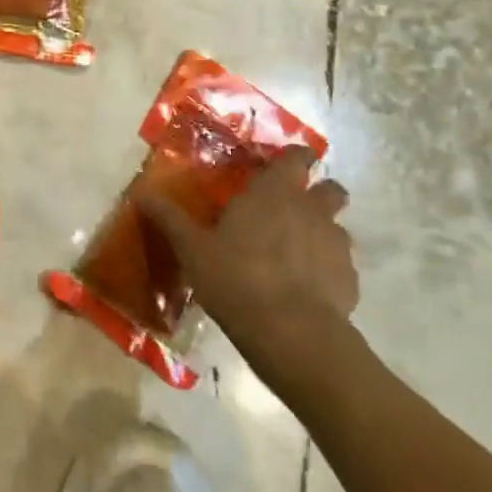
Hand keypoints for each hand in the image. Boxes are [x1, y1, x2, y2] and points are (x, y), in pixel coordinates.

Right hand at [137, 147, 358, 361]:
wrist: (292, 334)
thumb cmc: (237, 278)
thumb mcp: (192, 249)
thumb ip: (170, 219)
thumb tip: (141, 194)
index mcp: (275, 192)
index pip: (297, 157)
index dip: (294, 158)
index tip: (280, 167)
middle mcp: (312, 209)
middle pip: (330, 189)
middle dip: (318, 193)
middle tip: (291, 210)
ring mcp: (337, 245)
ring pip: (337, 228)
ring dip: (321, 234)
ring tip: (296, 255)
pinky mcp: (350, 281)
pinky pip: (340, 266)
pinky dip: (327, 271)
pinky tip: (305, 290)